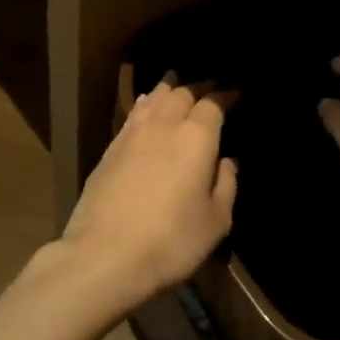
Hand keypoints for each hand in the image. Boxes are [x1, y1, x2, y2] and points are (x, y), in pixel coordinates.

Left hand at [57, 78, 238, 311]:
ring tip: (177, 84)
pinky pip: (134, 114)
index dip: (225, 96)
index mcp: (196, 137)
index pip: (213, 104)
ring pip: (154, 98)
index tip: (234, 94)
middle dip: (198, 88)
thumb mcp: (215, 221)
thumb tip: (227, 162)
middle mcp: (164, 125)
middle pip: (182, 93)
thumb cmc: (171, 240)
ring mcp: (132, 134)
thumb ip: (226, 185)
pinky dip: (146, 104)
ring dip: (170, 89)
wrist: (105, 255)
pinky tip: (147, 106)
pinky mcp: (109, 149)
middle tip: (209, 88)